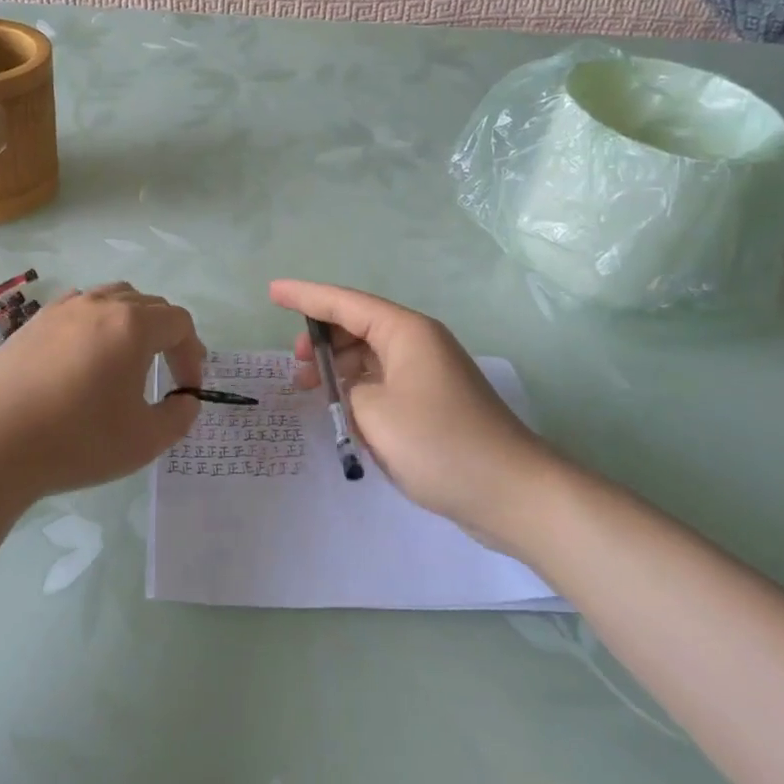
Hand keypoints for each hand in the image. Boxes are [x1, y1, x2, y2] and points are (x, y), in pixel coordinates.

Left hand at [0, 283, 204, 505]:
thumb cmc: (76, 441)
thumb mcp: (144, 441)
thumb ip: (178, 417)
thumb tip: (185, 400)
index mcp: (132, 325)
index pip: (179, 323)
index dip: (192, 354)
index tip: (187, 390)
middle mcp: (99, 304)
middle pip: (148, 304)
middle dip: (167, 336)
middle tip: (167, 372)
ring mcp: (61, 309)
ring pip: (111, 298)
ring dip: (131, 323)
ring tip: (127, 359)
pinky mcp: (33, 323)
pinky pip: (78, 308)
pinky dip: (95, 324)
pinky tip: (84, 357)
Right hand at [270, 280, 562, 555]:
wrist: (511, 492)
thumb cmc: (438, 443)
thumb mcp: (373, 413)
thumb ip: (345, 390)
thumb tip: (348, 390)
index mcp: (405, 331)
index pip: (344, 302)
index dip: (305, 296)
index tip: (272, 291)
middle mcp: (418, 342)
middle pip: (358, 325)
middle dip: (321, 338)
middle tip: (295, 365)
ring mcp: (429, 372)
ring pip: (370, 354)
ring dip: (339, 367)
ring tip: (312, 391)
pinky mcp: (434, 401)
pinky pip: (385, 379)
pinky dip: (359, 387)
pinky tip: (343, 409)